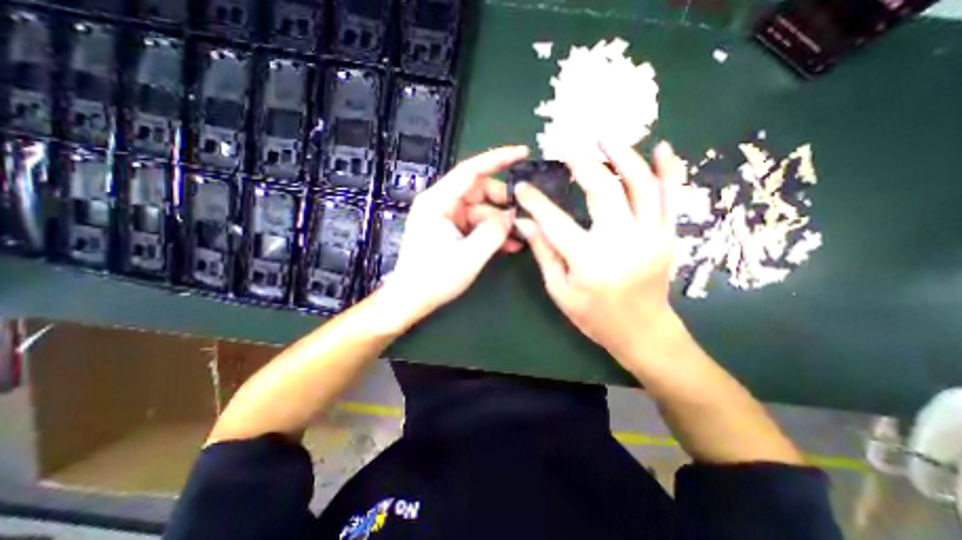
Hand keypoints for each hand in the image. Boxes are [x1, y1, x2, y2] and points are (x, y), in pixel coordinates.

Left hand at [386, 146, 529, 317]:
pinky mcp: (450, 230)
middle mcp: (441, 204)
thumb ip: (494, 231)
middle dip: (503, 203)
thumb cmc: (435, 278)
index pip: (471, 171)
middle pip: (479, 191)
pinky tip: (509, 244)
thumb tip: (512, 214)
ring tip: (520, 236)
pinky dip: (491, 232)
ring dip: (500, 223)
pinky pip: (476, 225)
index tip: (523, 152)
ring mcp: (446, 217)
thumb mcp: (470, 255)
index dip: (498, 159)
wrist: (411, 299)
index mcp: (438, 202)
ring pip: (481, 210)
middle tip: (524, 216)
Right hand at [514, 141, 687, 364]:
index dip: (535, 201)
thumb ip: (543, 252)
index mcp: (589, 261)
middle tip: (568, 148)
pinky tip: (662, 148)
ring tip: (606, 137)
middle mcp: (622, 242)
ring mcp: (650, 236)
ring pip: (641, 185)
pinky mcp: (667, 236)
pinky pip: (672, 197)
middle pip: (603, 190)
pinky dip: (669, 170)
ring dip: (623, 156)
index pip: (555, 221)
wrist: (642, 331)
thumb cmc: (594, 316)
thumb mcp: (560, 290)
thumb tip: (525, 222)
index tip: (523, 186)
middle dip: (583, 163)